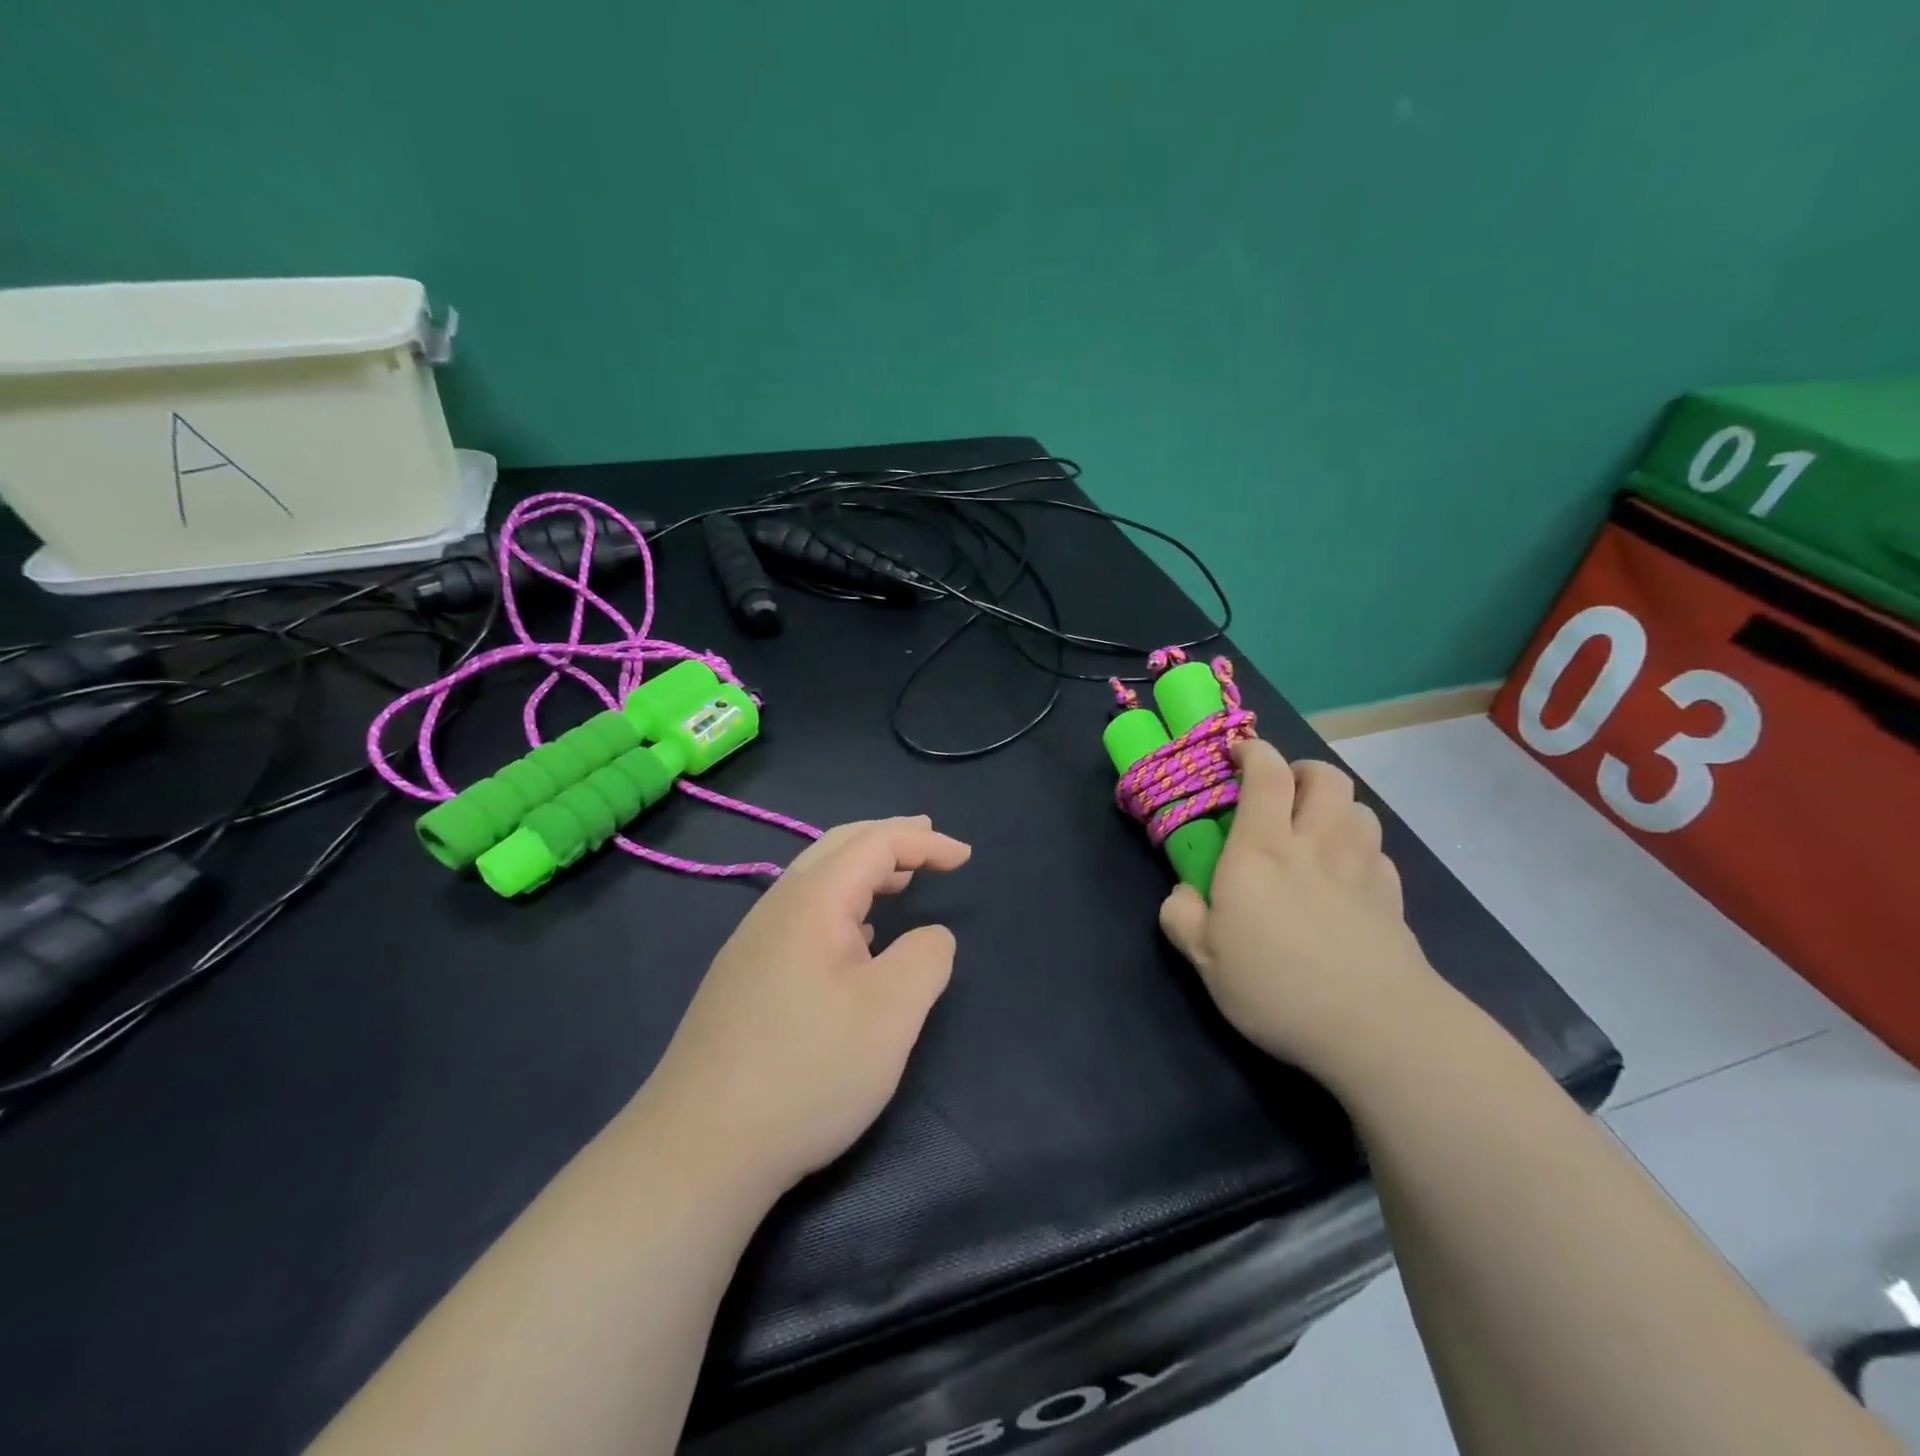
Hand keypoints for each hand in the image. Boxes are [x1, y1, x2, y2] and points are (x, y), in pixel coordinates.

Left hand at [639, 816, 970, 1197]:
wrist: (698, 1148)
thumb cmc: (808, 1071)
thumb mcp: (891, 1013)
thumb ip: (925, 958)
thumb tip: (930, 937)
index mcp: (812, 901)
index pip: (875, 844)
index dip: (925, 842)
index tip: (966, 858)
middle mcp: (776, 908)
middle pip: (838, 847)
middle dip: (888, 838)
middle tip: (928, 839)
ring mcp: (751, 944)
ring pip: (815, 881)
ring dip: (862, 870)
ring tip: (900, 881)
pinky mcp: (742, 979)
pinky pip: (801, 916)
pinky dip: (842, 905)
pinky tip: (855, 939)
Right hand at [1158, 740, 1442, 1084]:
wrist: (1375, 1027)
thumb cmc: (1277, 985)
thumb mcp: (1204, 959)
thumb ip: (1182, 917)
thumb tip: (1183, 894)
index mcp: (1261, 849)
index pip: (1266, 774)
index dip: (1254, 752)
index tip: (1237, 754)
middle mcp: (1314, 844)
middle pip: (1325, 777)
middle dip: (1302, 770)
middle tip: (1281, 791)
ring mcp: (1361, 868)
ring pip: (1359, 808)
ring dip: (1336, 808)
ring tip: (1316, 831)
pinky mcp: (1393, 898)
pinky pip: (1378, 853)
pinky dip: (1361, 850)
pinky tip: (1348, 877)